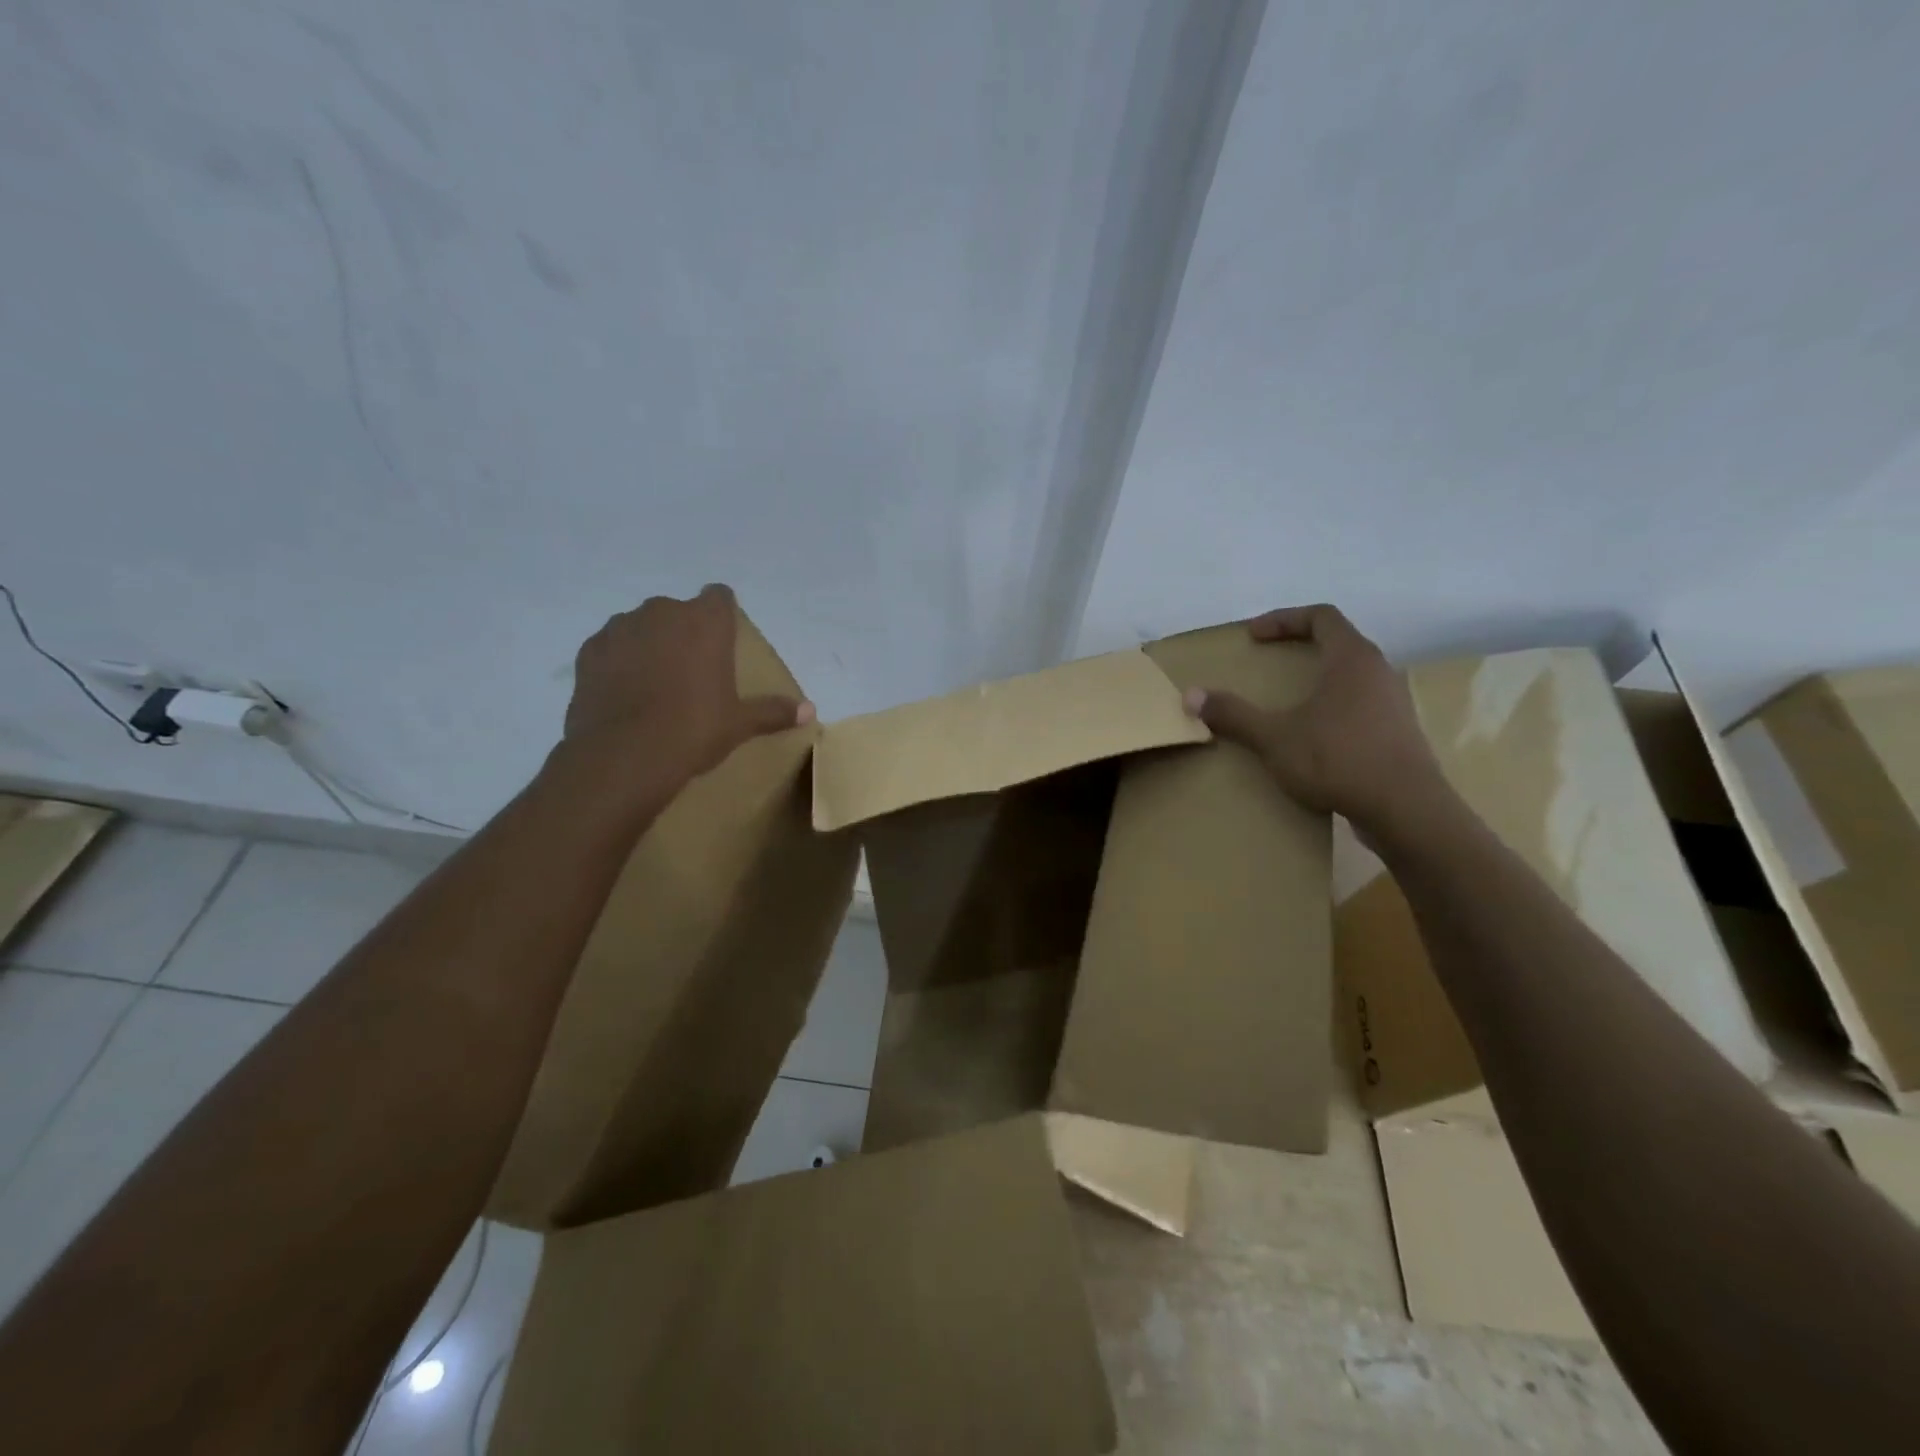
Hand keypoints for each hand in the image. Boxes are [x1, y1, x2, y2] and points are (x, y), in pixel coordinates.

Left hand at [564, 584, 811, 784]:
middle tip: (693, 671)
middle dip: (684, 631)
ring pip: (641, 626)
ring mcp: (620, 628)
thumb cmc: (694, 730)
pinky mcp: (589, 651)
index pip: (719, 596)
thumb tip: (811, 711)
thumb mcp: (740, 724)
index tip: (725, 640)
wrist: (624, 755)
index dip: (723, 614)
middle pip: (678, 611)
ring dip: (650, 644)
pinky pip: (611, 647)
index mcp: (705, 622)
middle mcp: (662, 613)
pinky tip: (625, 693)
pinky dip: (619, 662)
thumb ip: (774, 711)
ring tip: (655, 684)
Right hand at [1183, 604, 1445, 845]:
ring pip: (1352, 676)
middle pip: (1339, 643)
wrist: (1406, 810)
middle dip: (1300, 648)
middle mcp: (1378, 672)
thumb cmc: (1338, 759)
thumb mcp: (1274, 737)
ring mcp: (1393, 703)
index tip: (1253, 636)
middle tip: (1268, 663)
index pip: (1321, 617)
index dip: (1284, 619)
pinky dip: (1333, 708)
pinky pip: (1360, 705)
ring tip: (1288, 701)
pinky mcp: (1398, 733)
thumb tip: (1191, 696)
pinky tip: (1314, 737)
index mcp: (1352, 659)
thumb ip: (1234, 714)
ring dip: (1318, 680)